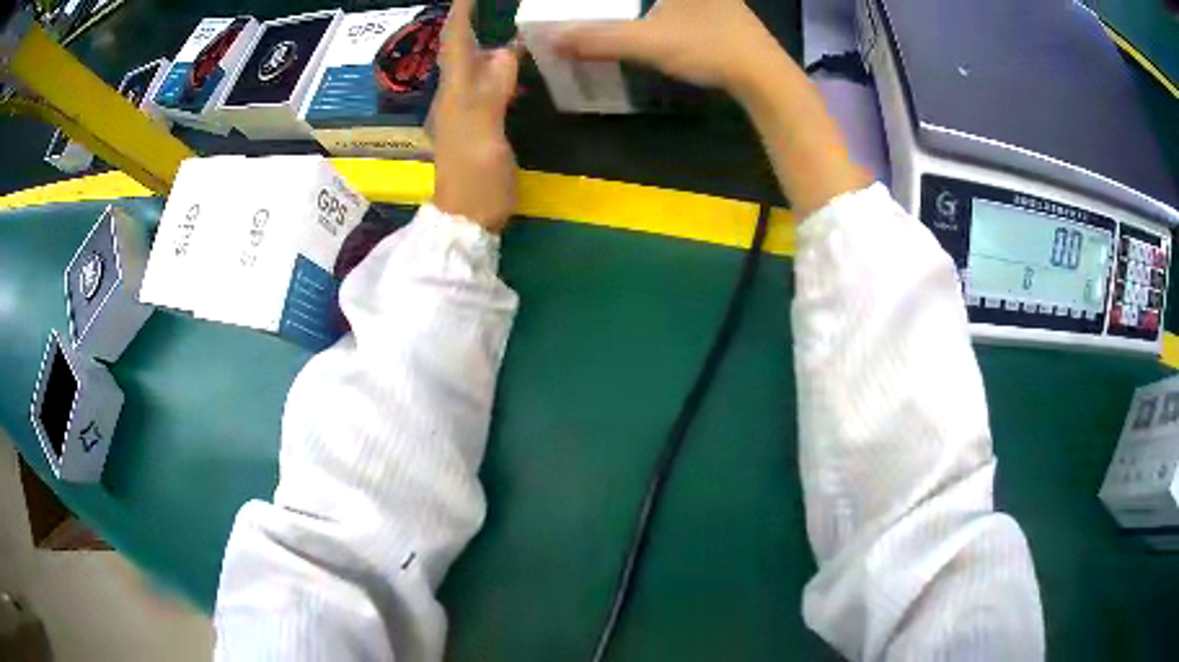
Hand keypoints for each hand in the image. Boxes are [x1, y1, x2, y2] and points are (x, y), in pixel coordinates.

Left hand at [432, 0, 521, 232]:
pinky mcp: (482, 124)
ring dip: (491, 42)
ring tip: (515, 25)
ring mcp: (468, 111)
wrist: (468, 219)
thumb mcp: (483, 134)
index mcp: (455, 93)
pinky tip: (520, 67)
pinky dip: (503, 69)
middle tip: (498, 7)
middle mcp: (457, 95)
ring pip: (477, 66)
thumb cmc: (474, 180)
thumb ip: (491, 91)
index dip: (461, 13)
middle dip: (475, 22)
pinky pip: (490, 85)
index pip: (455, 42)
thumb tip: (506, 51)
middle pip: (463, 49)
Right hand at [552, 0, 777, 99]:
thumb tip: (553, 40)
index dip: (609, 2)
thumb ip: (598, 39)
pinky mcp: (725, 10)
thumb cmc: (709, 48)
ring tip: (618, 15)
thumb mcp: (647, 42)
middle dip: (621, 5)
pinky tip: (659, 18)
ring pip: (672, 1)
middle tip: (597, 11)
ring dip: (645, 8)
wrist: (764, 76)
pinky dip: (665, 9)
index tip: (589, 7)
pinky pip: (684, 5)